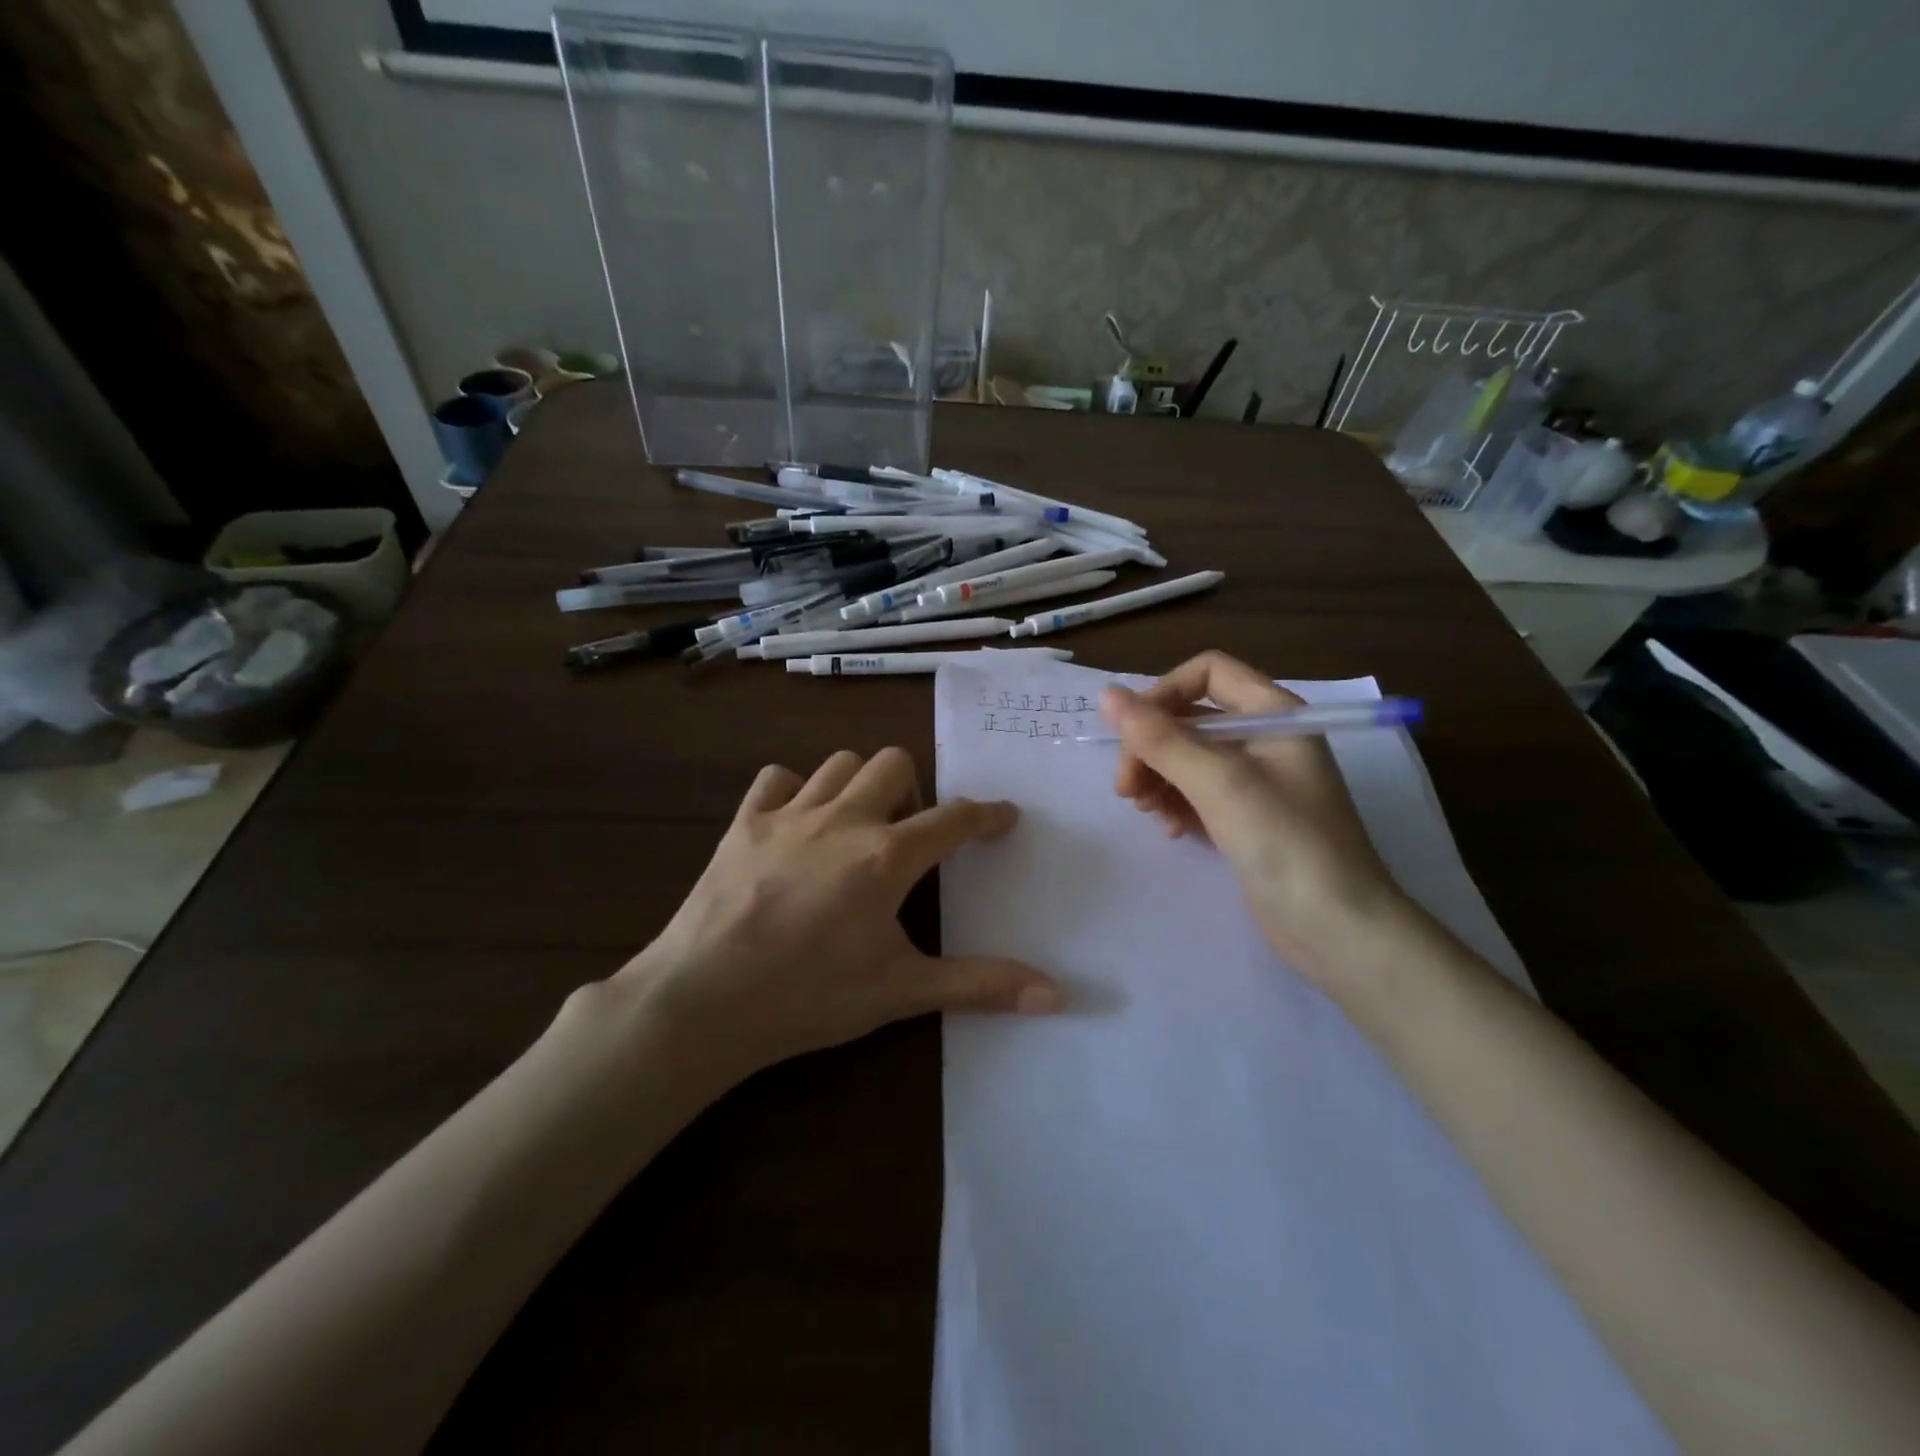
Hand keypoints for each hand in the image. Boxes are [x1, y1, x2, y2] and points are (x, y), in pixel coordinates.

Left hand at [614, 747, 1060, 1079]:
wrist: (703, 1001)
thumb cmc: (809, 996)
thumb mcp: (901, 992)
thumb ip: (979, 984)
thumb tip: (1056, 994)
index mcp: (886, 857)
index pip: (953, 820)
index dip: (987, 815)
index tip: (1004, 815)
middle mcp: (843, 819)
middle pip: (894, 763)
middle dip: (914, 790)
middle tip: (907, 835)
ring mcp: (789, 815)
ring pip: (840, 762)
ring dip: (860, 784)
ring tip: (858, 825)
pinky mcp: (744, 823)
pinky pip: (777, 779)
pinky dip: (796, 790)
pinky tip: (798, 824)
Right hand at [1103, 651, 1414, 986]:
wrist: (1339, 931)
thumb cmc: (1286, 843)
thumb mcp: (1219, 783)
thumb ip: (1160, 738)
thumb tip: (1107, 694)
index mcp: (1274, 713)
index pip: (1208, 673)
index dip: (1164, 694)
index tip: (1132, 734)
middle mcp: (1266, 738)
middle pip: (1192, 718)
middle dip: (1152, 746)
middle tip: (1126, 789)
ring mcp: (1258, 781)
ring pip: (1190, 758)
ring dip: (1158, 776)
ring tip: (1145, 810)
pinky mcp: (1248, 818)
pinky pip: (1199, 792)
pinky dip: (1177, 803)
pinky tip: (1170, 829)